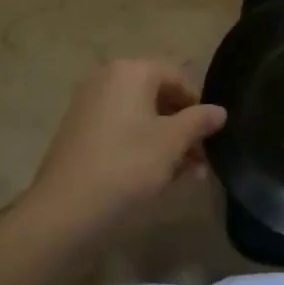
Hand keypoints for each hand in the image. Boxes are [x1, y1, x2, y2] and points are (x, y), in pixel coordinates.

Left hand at [23, 60, 225, 243]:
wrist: (64, 213)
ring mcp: (90, 106)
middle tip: (204, 159)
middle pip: (158, 96)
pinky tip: (161, 178)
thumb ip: (199, 121)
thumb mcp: (171, 144)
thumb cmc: (126, 167)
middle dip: (184, 126)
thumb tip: (219, 110)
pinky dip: (143, 148)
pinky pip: (122, 131)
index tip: (213, 135)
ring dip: (168, 141)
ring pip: (141, 118)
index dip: (199, 103)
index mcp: (130, 71)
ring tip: (190, 175)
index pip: (176, 76)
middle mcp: (107, 80)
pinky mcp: (80, 134)